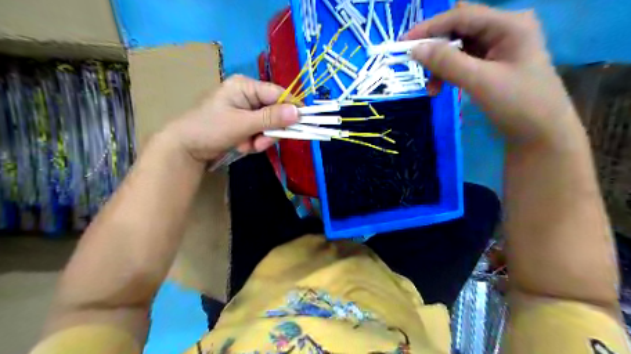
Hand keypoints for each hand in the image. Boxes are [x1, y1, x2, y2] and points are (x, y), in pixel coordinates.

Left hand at [165, 75, 299, 162]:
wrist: (185, 149)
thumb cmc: (209, 129)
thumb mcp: (242, 124)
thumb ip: (271, 118)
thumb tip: (299, 112)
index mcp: (246, 86)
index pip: (278, 94)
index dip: (291, 109)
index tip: (302, 124)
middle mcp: (248, 96)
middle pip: (276, 112)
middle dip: (269, 131)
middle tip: (259, 144)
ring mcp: (247, 111)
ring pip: (269, 126)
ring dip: (261, 140)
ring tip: (245, 146)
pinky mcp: (245, 125)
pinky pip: (260, 134)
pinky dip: (254, 143)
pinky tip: (241, 146)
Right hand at [407, 2, 583, 146]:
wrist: (541, 135)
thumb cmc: (518, 104)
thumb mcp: (480, 81)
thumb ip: (447, 62)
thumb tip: (415, 49)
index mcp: (508, 24)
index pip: (461, 16)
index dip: (429, 27)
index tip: (403, 43)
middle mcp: (504, 30)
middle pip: (458, 30)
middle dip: (435, 49)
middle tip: (416, 67)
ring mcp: (498, 48)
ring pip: (458, 48)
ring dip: (440, 66)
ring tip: (432, 90)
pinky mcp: (493, 65)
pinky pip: (463, 63)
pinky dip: (449, 74)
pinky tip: (441, 89)